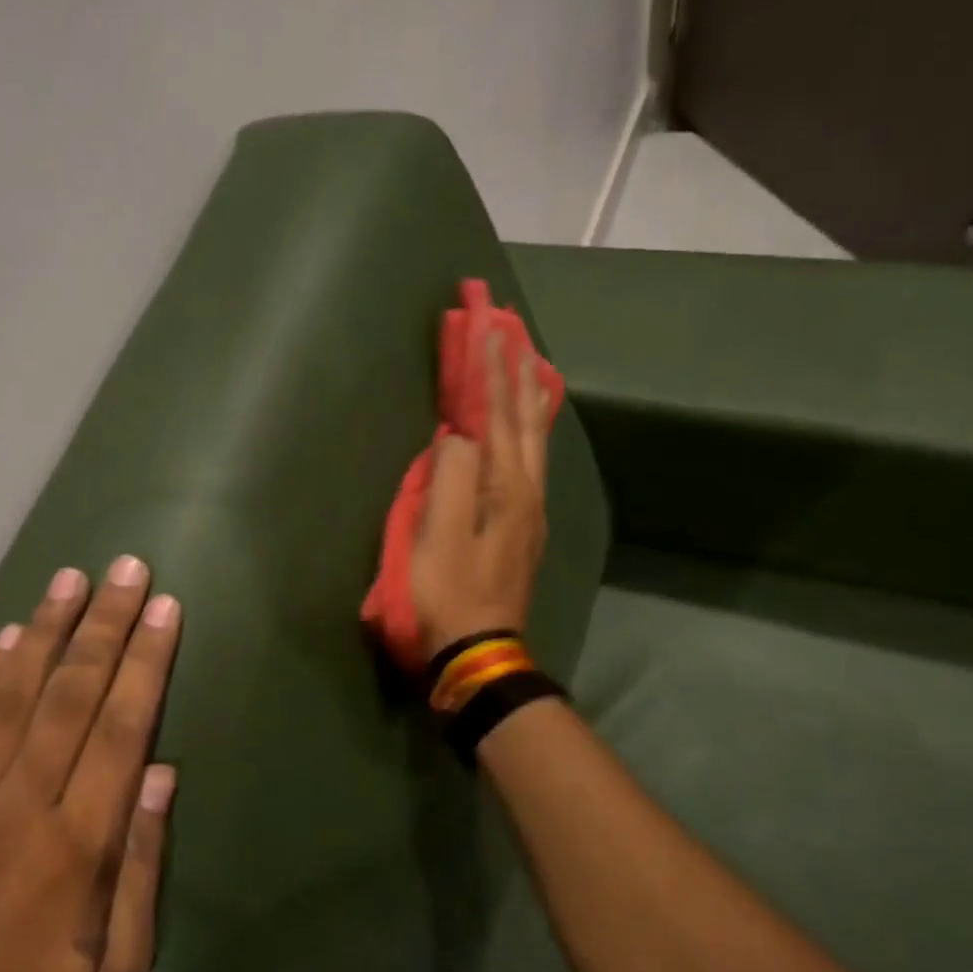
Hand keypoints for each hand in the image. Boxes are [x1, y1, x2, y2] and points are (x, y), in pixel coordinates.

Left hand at [0, 556, 180, 971]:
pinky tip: (7, 639)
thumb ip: (142, 869)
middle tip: (127, 569)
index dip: (145, 663)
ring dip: (45, 632)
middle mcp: (18, 807)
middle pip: (70, 696)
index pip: (121, 729)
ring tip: (69, 579)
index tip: (165, 610)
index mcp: (76, 846)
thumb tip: (159, 778)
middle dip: (104, 625)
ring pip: (11, 697)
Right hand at [408, 329, 552, 660]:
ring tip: (530, 362)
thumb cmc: (448, 594)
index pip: (496, 414)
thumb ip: (450, 477)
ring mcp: (530, 511)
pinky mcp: (522, 529)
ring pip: (534, 440)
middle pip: (525, 419)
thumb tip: (459, 435)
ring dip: (528, 397)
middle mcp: (528, 491)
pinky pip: (531, 461)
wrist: (477, 650)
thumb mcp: (438, 537)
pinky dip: (529, 430)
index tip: (485, 321)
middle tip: (513, 327)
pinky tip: (529, 428)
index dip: (489, 368)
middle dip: (517, 370)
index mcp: (506, 487)